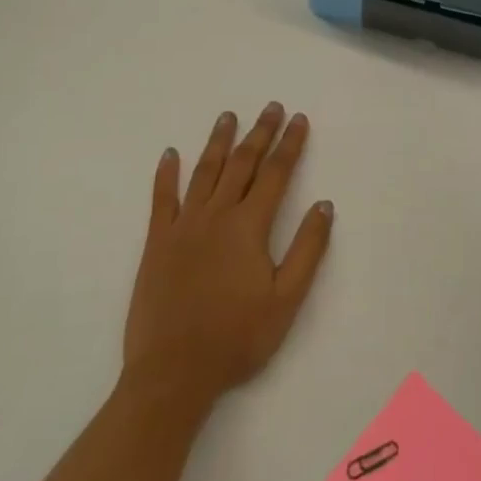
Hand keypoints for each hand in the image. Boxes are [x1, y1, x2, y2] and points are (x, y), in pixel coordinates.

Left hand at [122, 104, 333, 410]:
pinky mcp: (156, 243)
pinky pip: (161, 199)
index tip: (298, 119)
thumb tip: (324, 205)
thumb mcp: (286, 300)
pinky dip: (166, 174)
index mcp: (249, 226)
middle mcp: (217, 215)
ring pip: (204, 172)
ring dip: (218, 141)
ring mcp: (183, 226)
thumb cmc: (236, 338)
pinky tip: (170, 154)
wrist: (172, 373)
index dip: (290, 144)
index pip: (276, 174)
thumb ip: (307, 249)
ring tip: (228, 116)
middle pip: (242, 163)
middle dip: (260, 132)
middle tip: (271, 107)